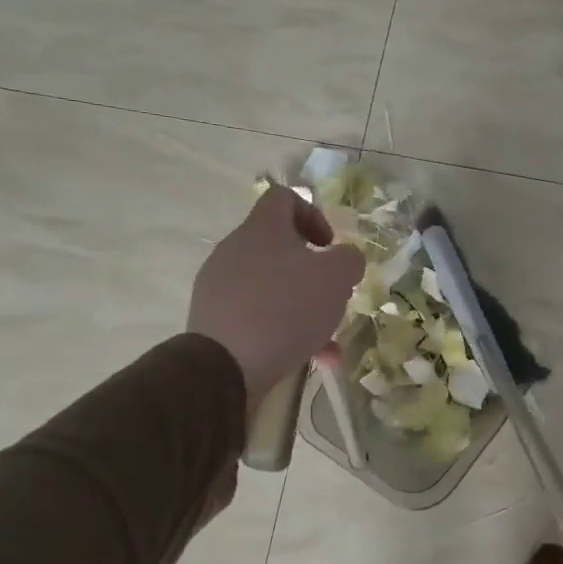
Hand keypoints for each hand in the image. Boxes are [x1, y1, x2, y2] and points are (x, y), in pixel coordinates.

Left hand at [188, 186, 362, 404]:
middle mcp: (235, 249)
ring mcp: (219, 285)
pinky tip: (309, 357)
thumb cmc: (286, 309)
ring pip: (271, 286)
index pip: (284, 197)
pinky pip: (256, 315)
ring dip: (301, 306)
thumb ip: (349, 259)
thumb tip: (345, 259)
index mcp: (263, 229)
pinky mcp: (213, 319)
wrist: (225, 365)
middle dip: (311, 271)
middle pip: (278, 247)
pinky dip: (283, 330)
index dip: (313, 214)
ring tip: (327, 337)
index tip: (328, 247)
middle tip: (332, 293)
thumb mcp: (337, 278)